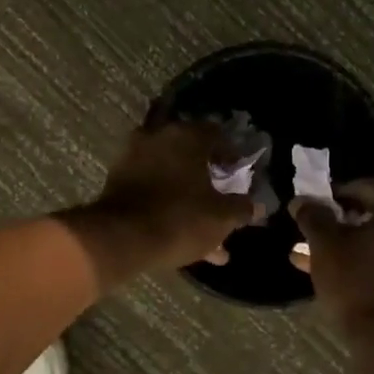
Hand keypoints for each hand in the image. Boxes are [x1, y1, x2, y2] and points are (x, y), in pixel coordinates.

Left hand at [60, 121, 261, 283]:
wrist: (121, 238)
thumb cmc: (180, 219)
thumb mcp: (221, 217)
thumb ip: (241, 208)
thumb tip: (256, 206)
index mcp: (187, 136)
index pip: (217, 135)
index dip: (231, 156)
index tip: (237, 176)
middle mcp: (158, 137)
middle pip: (191, 156)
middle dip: (208, 180)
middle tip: (220, 200)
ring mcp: (134, 157)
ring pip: (171, 177)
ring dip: (188, 198)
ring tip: (205, 233)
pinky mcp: (117, 180)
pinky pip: (152, 189)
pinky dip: (166, 205)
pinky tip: (180, 235)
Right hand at [290, 181, 373, 335]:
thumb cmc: (357, 284)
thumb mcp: (325, 246)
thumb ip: (313, 217)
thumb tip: (301, 201)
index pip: (366, 188)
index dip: (336, 195)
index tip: (316, 207)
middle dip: (347, 222)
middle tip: (322, 232)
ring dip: (360, 244)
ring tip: (327, 257)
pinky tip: (350, 272)